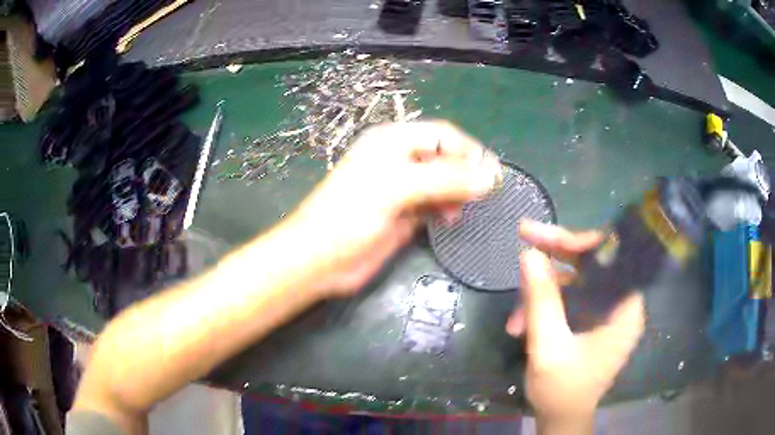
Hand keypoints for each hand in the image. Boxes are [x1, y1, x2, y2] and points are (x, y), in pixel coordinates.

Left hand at [282, 121, 501, 296]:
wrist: (319, 260)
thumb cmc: (349, 215)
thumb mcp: (395, 188)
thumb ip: (444, 180)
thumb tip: (490, 176)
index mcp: (392, 142)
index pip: (442, 135)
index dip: (468, 151)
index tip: (492, 174)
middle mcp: (399, 161)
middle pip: (445, 158)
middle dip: (466, 173)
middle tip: (485, 193)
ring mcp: (402, 189)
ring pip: (443, 183)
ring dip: (458, 193)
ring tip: (460, 210)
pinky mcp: (404, 215)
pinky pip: (435, 205)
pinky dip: (447, 210)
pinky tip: (449, 219)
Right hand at [506, 220, 645, 423]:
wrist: (562, 420)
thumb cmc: (562, 390)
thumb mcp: (548, 347)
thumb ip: (542, 300)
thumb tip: (528, 253)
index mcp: (626, 308)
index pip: (609, 255)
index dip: (576, 241)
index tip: (539, 235)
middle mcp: (621, 303)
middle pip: (592, 263)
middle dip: (554, 258)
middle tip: (523, 243)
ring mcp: (607, 311)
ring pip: (577, 281)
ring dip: (543, 293)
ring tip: (514, 319)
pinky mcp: (593, 320)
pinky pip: (571, 299)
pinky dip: (546, 307)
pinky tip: (522, 325)